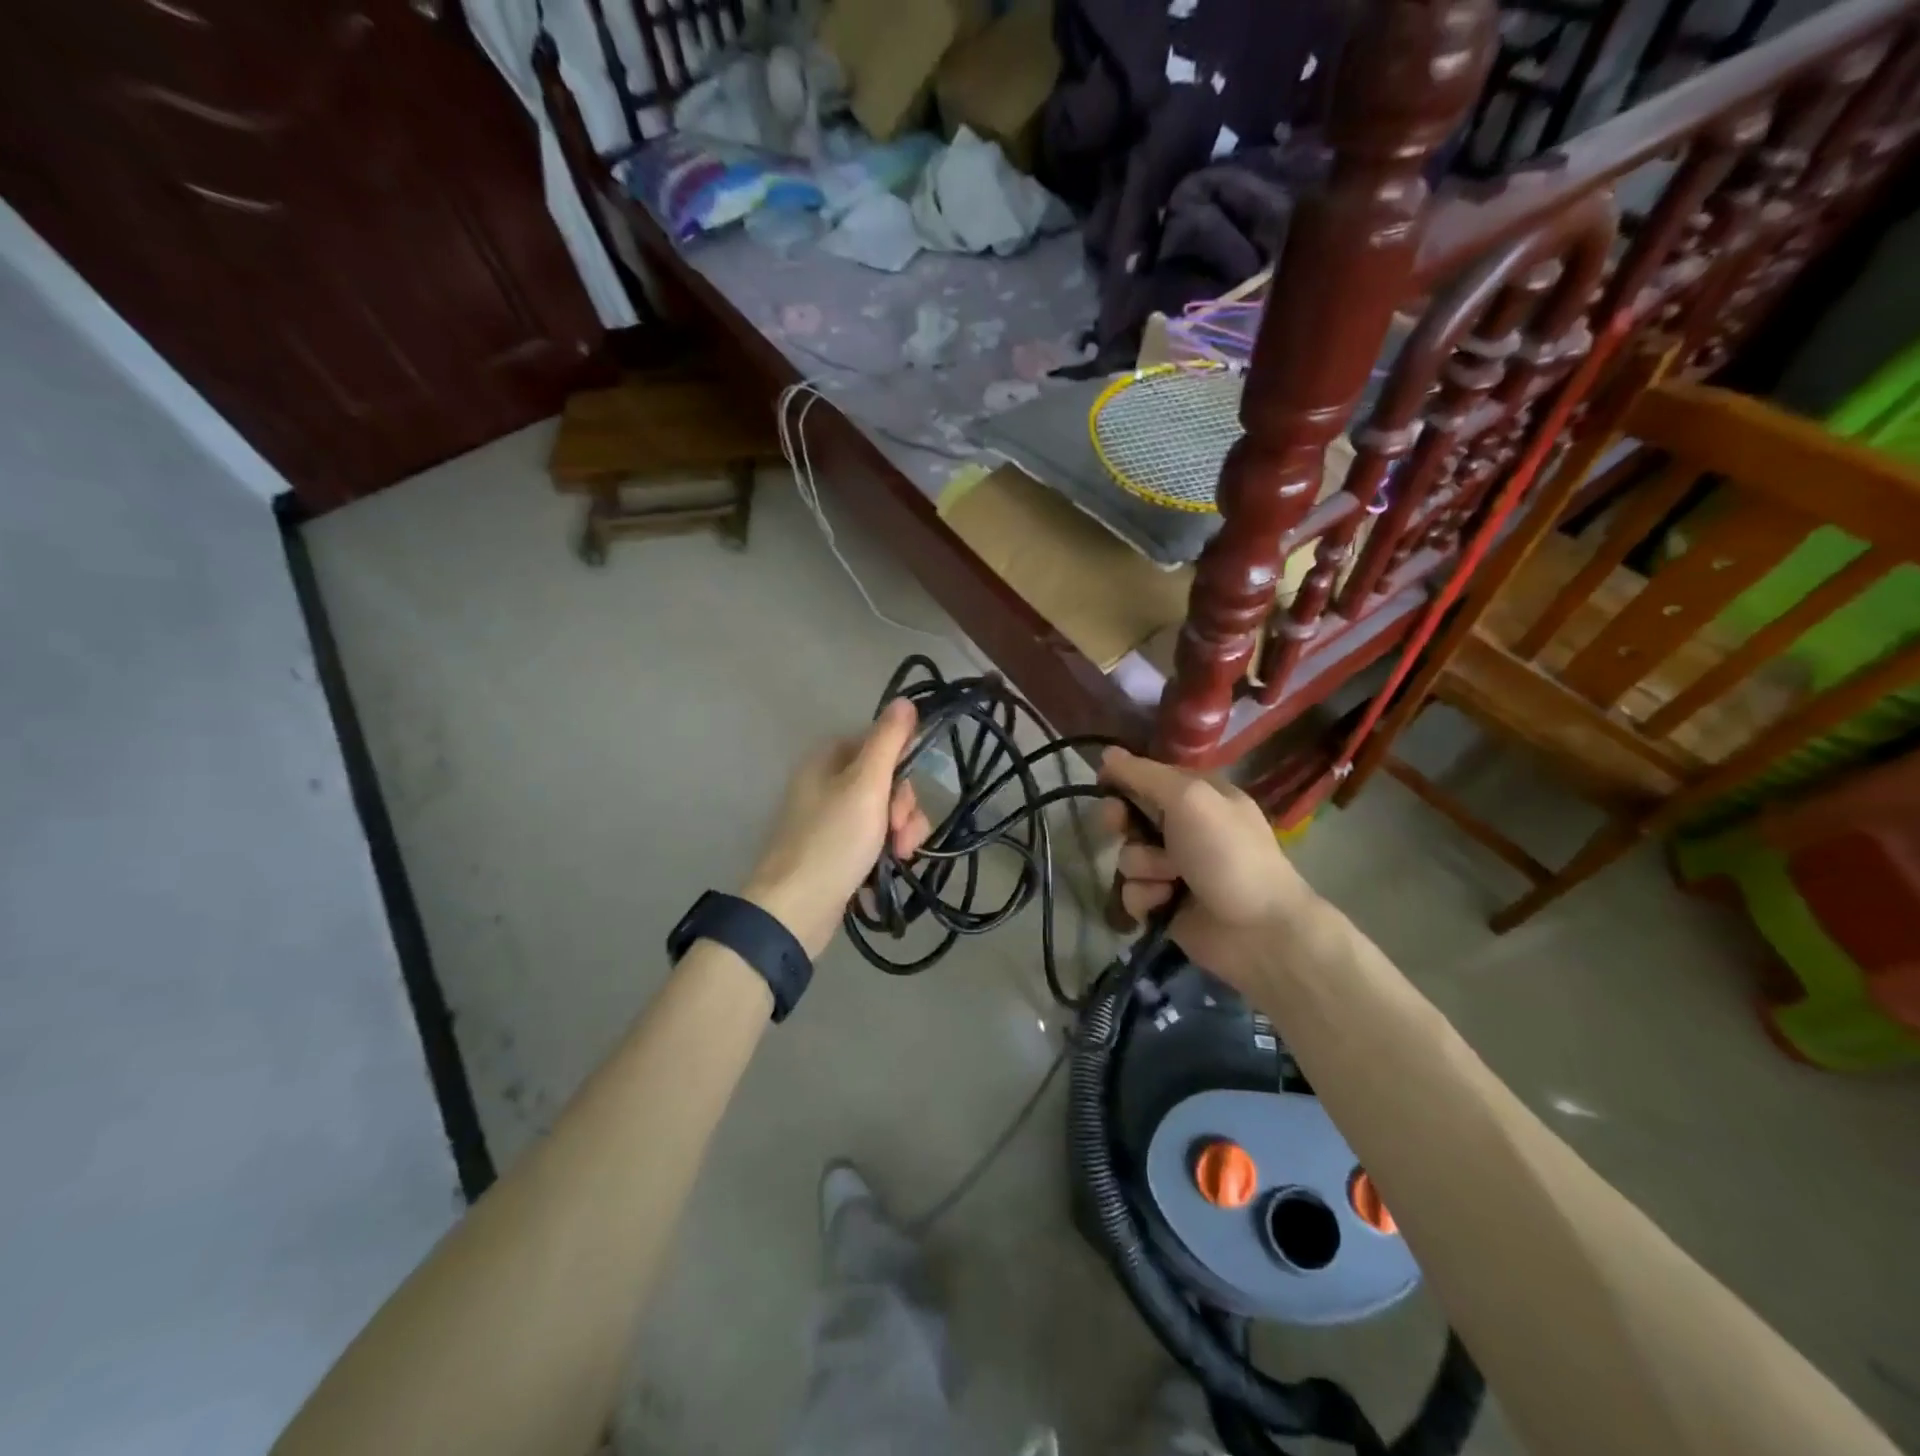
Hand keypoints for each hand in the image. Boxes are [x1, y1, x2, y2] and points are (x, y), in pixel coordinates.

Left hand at [743, 700, 932, 956]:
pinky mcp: (839, 850)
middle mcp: (828, 783)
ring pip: (887, 811)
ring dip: (902, 832)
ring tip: (899, 856)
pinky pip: (876, 838)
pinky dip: (888, 850)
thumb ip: (888, 741)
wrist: (796, 909)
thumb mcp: (866, 785)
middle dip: (903, 807)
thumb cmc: (832, 840)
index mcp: (829, 759)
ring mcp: (833, 818)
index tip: (904, 793)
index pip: (881, 743)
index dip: (902, 766)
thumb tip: (904, 700)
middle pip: (887, 780)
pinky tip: (890, 868)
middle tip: (898, 832)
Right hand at [1099, 747, 1320, 989]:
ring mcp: (1174, 868)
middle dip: (1121, 822)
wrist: (1258, 931)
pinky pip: (1132, 892)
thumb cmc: (1227, 854)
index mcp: (1199, 796)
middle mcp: (1185, 828)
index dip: (1123, 779)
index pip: (1148, 777)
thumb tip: (1107, 752)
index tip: (1103, 784)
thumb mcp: (1189, 799)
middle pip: (1130, 816)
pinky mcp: (1164, 904)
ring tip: (1170, 880)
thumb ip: (1144, 775)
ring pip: (1128, 857)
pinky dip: (1145, 898)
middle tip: (1119, 827)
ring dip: (1142, 867)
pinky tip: (1165, 904)